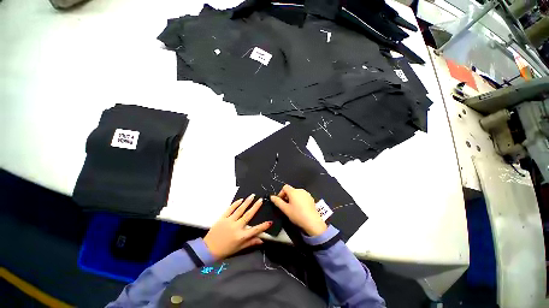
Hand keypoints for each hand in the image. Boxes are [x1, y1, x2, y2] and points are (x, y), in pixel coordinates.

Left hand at [203, 194, 271, 260]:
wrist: (208, 249)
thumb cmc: (225, 250)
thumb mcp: (239, 248)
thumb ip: (250, 242)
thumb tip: (261, 240)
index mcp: (241, 236)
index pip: (255, 230)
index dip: (263, 226)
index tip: (270, 222)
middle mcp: (236, 227)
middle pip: (248, 215)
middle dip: (255, 207)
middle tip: (260, 200)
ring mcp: (229, 221)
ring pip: (240, 209)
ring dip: (247, 202)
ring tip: (252, 196)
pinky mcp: (222, 218)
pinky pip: (230, 209)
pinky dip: (236, 203)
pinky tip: (240, 199)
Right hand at [270, 185, 326, 235]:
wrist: (312, 222)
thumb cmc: (297, 215)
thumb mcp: (285, 209)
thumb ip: (277, 202)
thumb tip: (271, 197)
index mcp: (293, 191)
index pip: (285, 187)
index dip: (281, 193)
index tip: (280, 201)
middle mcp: (300, 190)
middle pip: (291, 190)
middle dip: (287, 196)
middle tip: (286, 206)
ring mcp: (306, 194)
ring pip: (297, 193)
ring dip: (293, 198)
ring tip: (293, 208)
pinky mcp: (311, 198)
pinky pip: (302, 196)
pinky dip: (299, 200)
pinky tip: (300, 208)